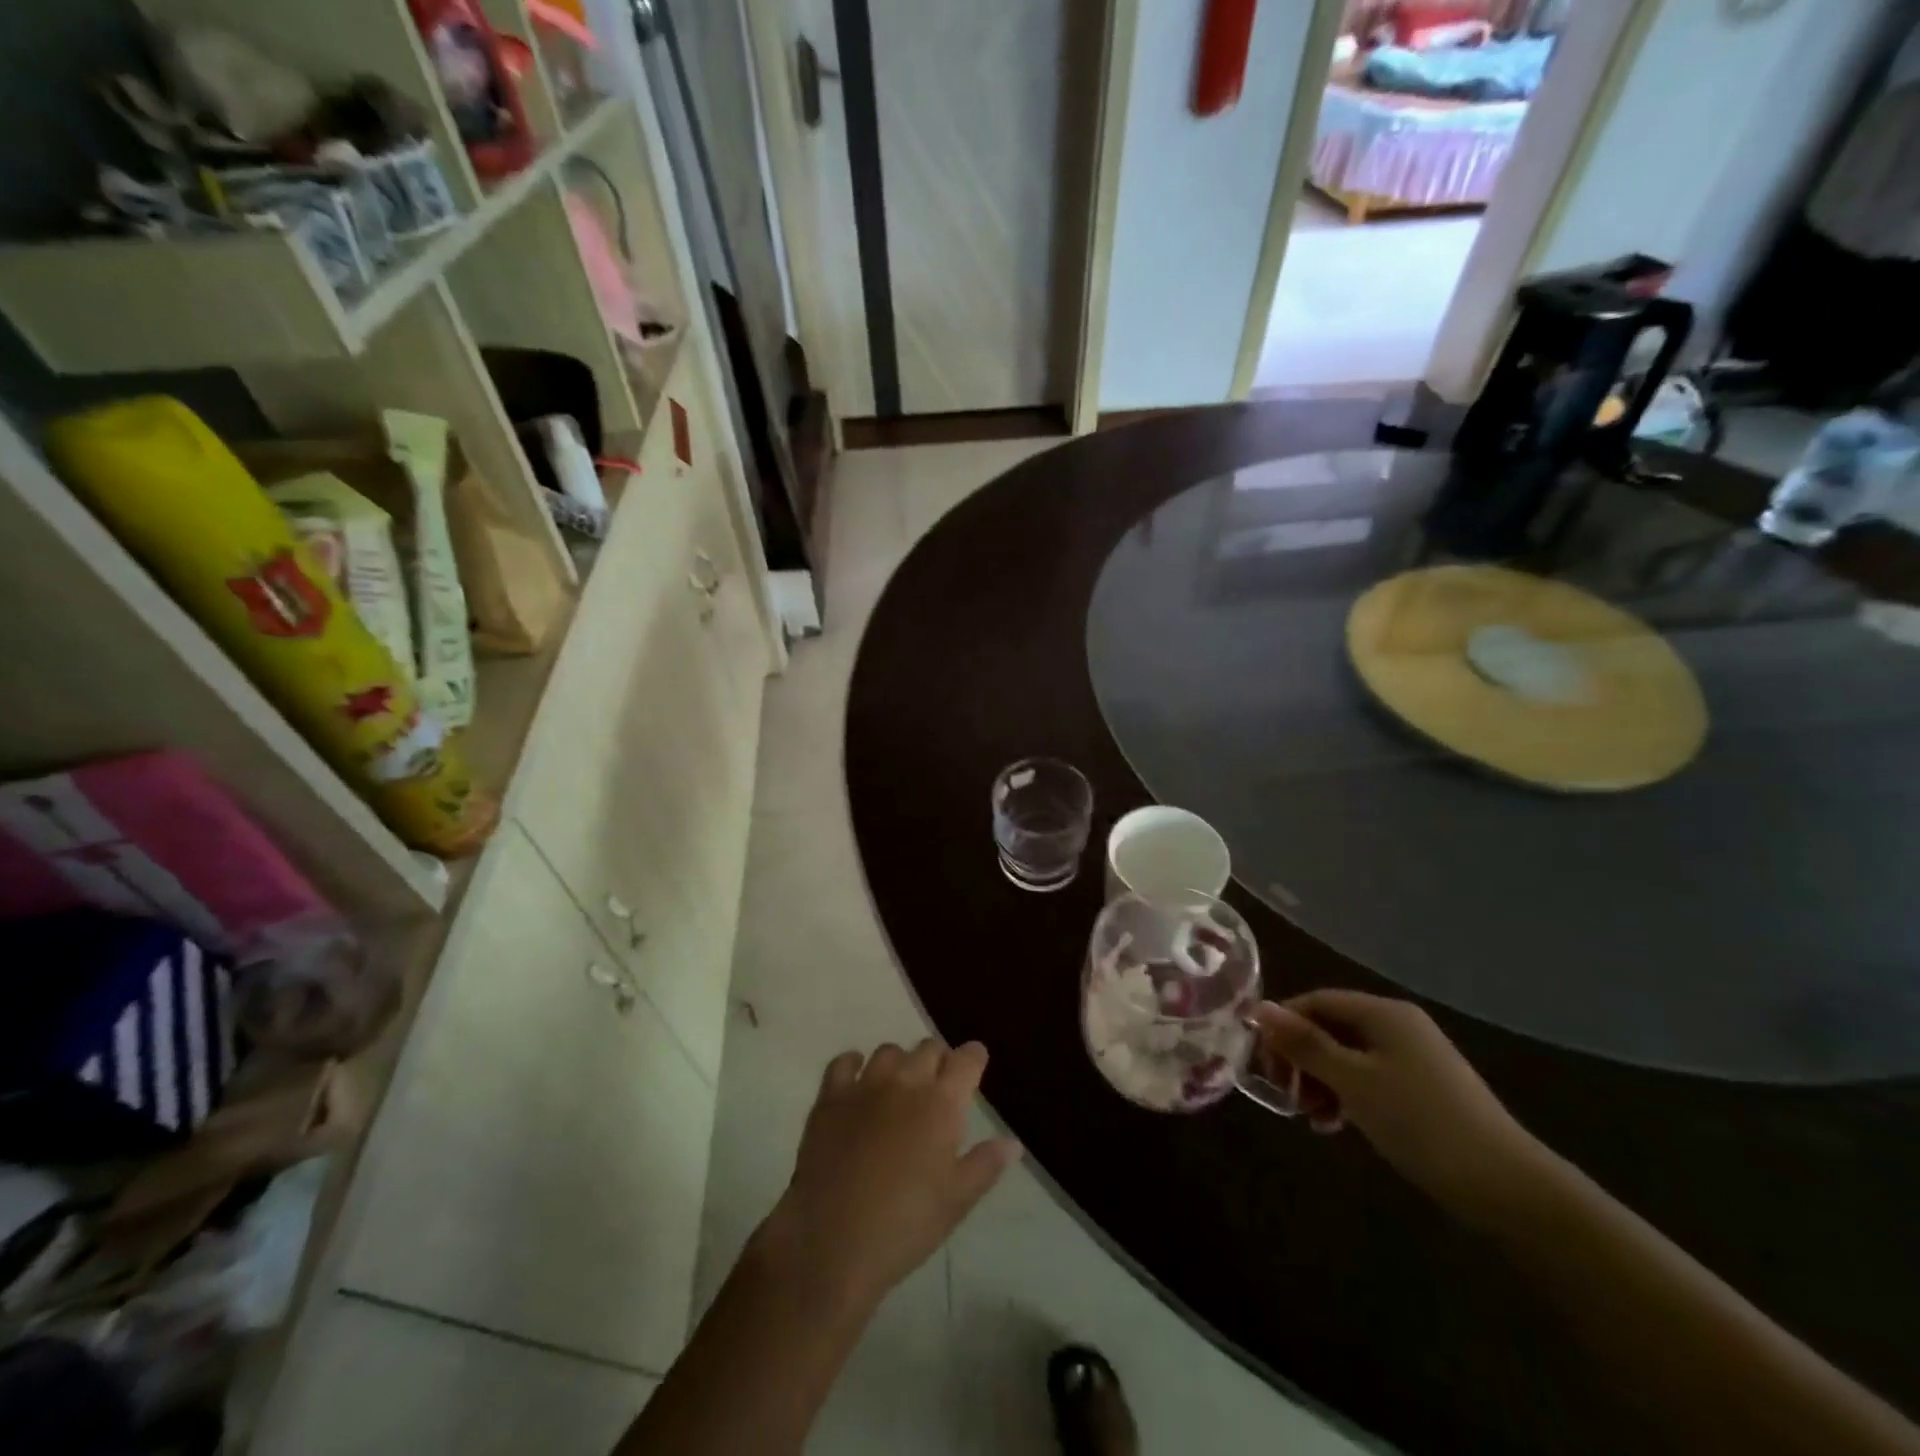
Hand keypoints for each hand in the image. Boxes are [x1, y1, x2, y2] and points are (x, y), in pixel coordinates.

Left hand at [754, 1039, 1020, 1316]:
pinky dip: (853, 1063)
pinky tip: (857, 1078)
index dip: (974, 1057)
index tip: (976, 1063)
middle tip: (939, 1083)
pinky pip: (843, 1063)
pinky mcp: (830, 1098)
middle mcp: (905, 1082)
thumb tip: (1012, 1142)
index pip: (966, 1060)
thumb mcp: (957, 1201)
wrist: (832, 1241)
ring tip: (900, 1085)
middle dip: (939, 1059)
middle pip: (928, 1048)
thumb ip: (986, 1164)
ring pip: (889, 1051)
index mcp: (941, 1103)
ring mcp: (865, 1086)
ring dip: (900, 1063)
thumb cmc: (905, 1225)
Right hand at [1252, 991, 1546, 1222]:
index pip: (1316, 1001)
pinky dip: (1346, 1095)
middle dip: (1302, 1059)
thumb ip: (1305, 1044)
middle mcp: (1398, 1026)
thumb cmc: (1420, 1122)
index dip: (1283, 1025)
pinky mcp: (1424, 1089)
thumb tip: (1260, 1009)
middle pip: (1331, 1027)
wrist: (1508, 1187)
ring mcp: (1414, 1058)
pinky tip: (1337, 1125)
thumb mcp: (1353, 1081)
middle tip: (1286, 1095)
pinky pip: (1369, 1078)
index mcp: (1383, 1012)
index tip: (1263, 1064)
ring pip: (1348, 1056)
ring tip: (1311, 1118)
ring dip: (1321, 1081)